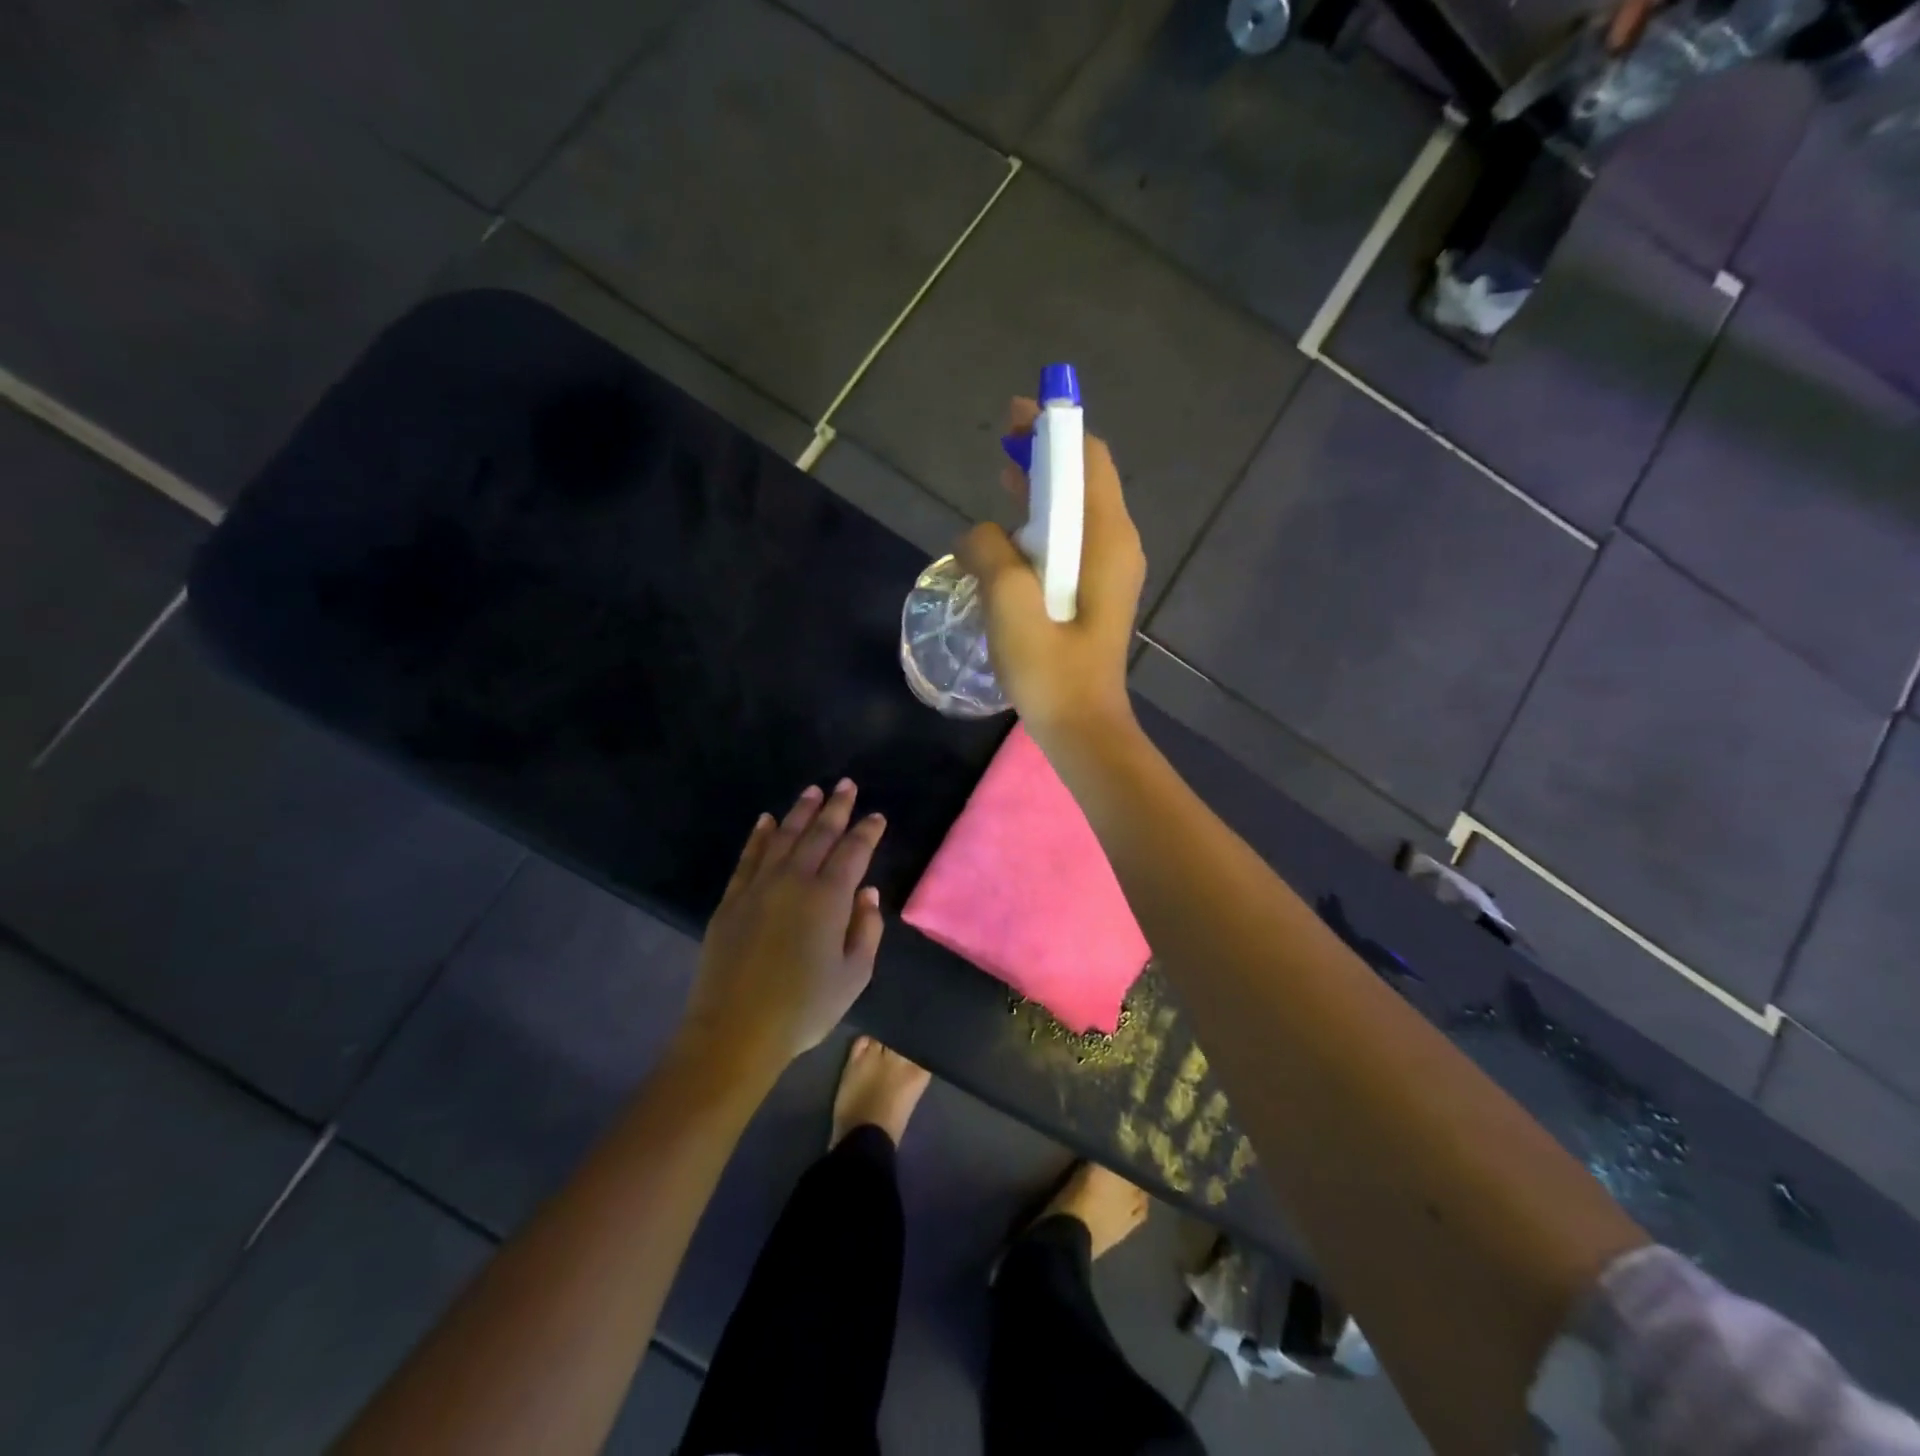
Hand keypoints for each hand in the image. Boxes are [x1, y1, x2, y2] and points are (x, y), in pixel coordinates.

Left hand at [684, 780, 886, 1069]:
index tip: (877, 816)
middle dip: (835, 808)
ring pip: (783, 837)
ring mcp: (759, 887)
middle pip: (818, 834)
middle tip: (846, 785)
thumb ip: (866, 928)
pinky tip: (766, 820)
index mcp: (829, 898)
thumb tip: (866, 891)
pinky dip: (760, 836)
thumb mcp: (854, 975)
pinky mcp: (732, 900)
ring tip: (812, 791)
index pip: (853, 852)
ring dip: (800, 812)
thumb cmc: (804, 1008)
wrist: (735, 1031)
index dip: (867, 831)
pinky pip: (749, 857)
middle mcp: (794, 881)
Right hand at [958, 397, 1145, 747]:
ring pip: (1075, 513)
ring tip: (1001, 483)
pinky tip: (1010, 539)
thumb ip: (990, 553)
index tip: (1015, 415)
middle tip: (1000, 447)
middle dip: (1044, 457)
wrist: (1081, 728)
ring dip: (1040, 492)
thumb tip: (980, 535)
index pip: (1088, 459)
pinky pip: (1070, 543)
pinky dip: (1042, 527)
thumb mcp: (1010, 604)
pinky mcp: (1096, 595)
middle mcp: (1116, 546)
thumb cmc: (1051, 669)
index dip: (1053, 429)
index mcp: (1107, 539)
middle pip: (1083, 480)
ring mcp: (1109, 572)